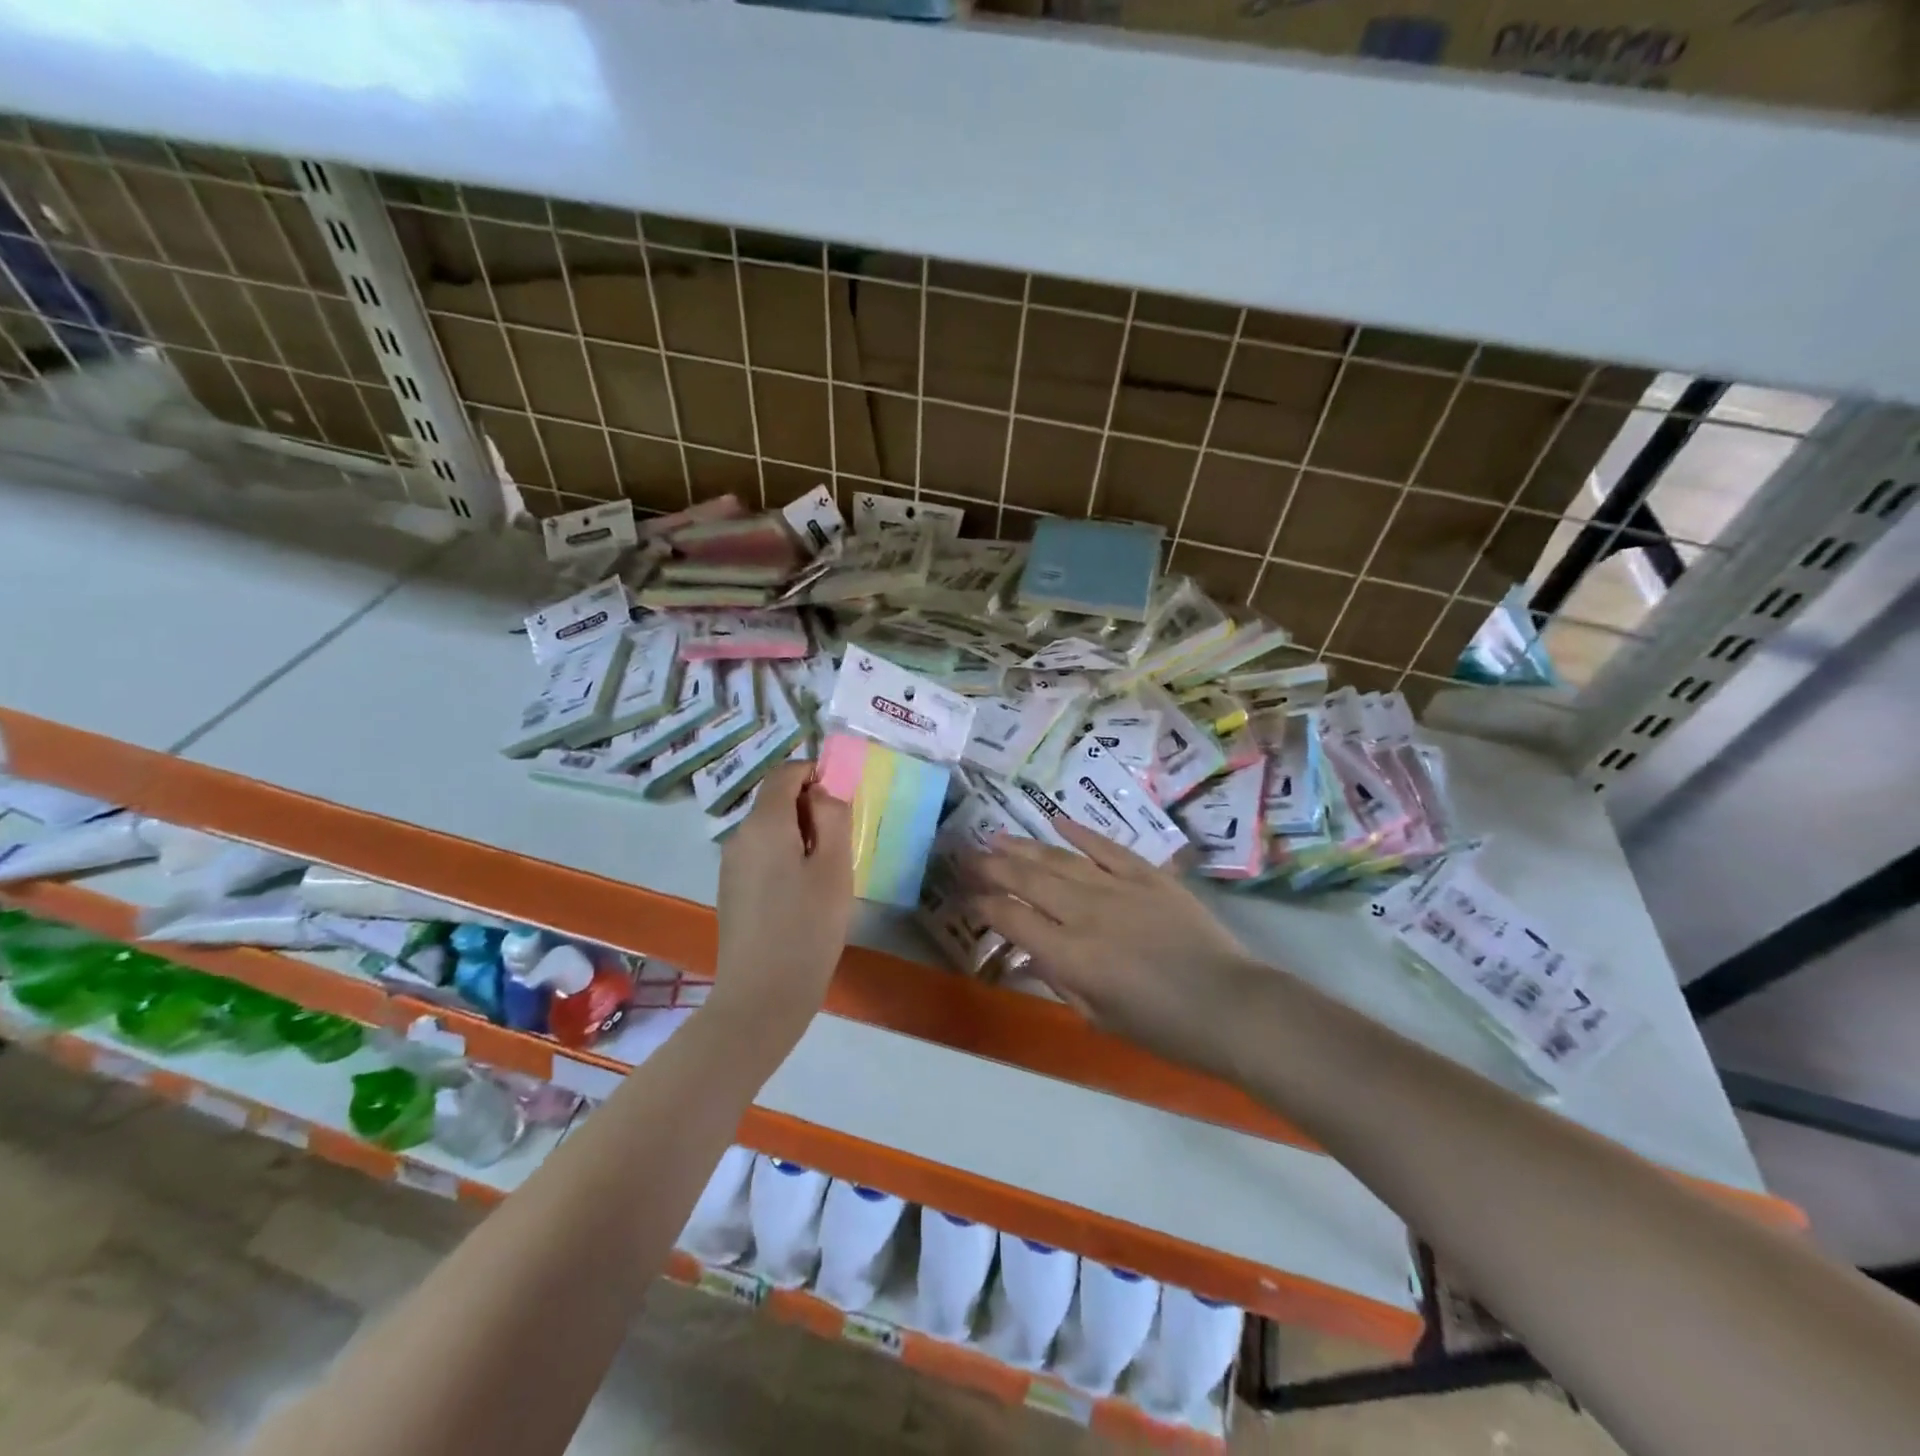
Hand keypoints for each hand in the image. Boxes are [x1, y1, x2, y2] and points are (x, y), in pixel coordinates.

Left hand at [709, 764, 853, 1045]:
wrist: (762, 996)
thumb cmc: (807, 927)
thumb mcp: (834, 867)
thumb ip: (832, 817)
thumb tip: (822, 790)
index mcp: (764, 823)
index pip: (784, 773)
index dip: (814, 774)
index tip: (842, 800)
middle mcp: (740, 836)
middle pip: (775, 800)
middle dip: (810, 808)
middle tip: (842, 842)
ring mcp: (731, 865)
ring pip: (769, 829)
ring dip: (799, 835)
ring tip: (827, 873)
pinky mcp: (731, 890)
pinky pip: (761, 855)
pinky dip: (785, 857)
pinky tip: (803, 894)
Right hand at [961, 821, 1264, 1075]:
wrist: (1231, 1006)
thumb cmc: (1164, 1027)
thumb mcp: (1099, 1018)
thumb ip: (1060, 981)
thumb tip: (1031, 954)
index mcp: (1071, 955)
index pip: (1012, 919)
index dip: (983, 905)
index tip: (965, 895)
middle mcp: (1086, 912)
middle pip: (1028, 880)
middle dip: (992, 866)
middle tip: (966, 854)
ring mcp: (1118, 887)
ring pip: (1059, 858)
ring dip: (1024, 846)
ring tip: (996, 836)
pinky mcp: (1148, 875)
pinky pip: (1106, 848)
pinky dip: (1080, 832)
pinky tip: (1056, 820)